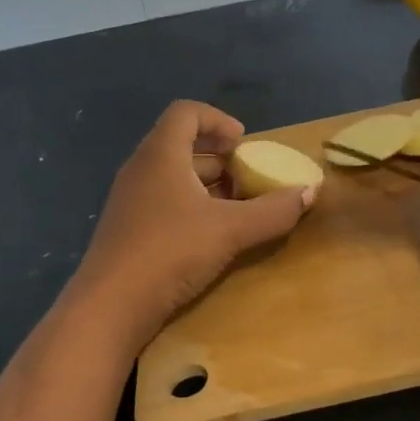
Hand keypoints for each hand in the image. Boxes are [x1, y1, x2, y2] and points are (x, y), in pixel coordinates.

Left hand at [72, 100, 314, 347]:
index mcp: (161, 155)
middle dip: (220, 158)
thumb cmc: (170, 252)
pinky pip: (163, 201)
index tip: (244, 144)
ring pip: (173, 176)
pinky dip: (190, 206)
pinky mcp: (127, 228)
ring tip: (237, 208)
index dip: (218, 120)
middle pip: (181, 145)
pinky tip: (210, 235)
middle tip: (248, 178)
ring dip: (207, 185)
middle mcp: (141, 169)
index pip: (186, 113)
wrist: (110, 307)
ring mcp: (130, 200)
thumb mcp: (230, 230)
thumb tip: (309, 192)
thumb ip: (273, 211)